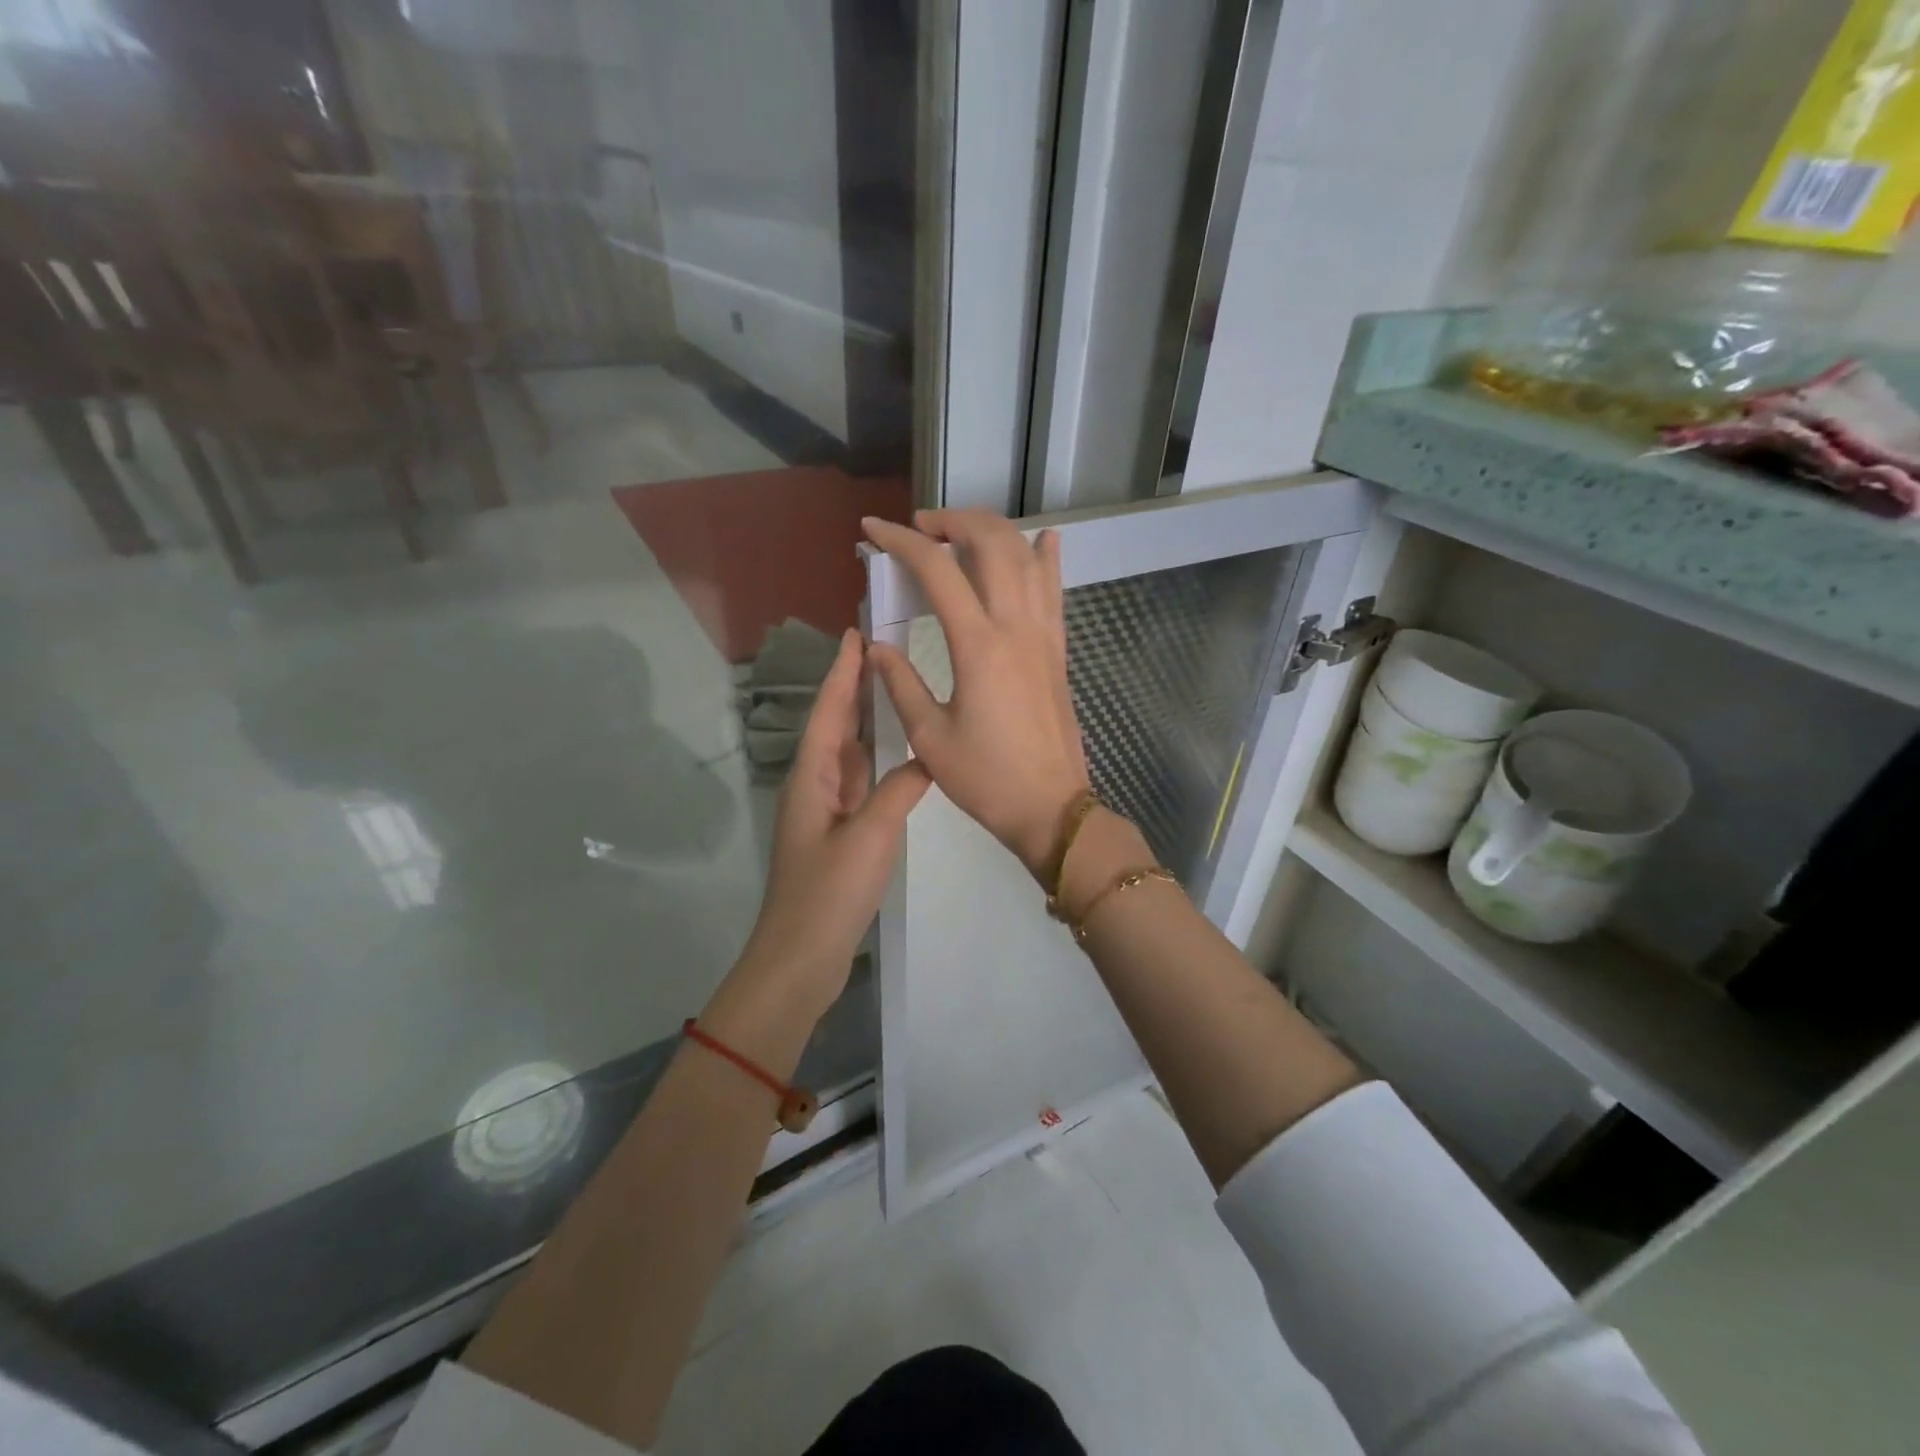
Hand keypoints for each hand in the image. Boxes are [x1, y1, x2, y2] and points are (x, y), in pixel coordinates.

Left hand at [736, 629, 929, 1007]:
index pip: (830, 712)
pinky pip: (860, 783)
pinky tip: (898, 755)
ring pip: (848, 754)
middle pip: (836, 726)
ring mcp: (826, 811)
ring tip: (893, 689)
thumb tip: (925, 761)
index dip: (842, 673)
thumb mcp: (870, 837)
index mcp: (812, 778)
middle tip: (881, 651)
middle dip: (854, 688)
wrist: (800, 957)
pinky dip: (877, 761)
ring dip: (866, 721)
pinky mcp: (839, 834)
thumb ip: (899, 791)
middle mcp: (815, 786)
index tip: (856, 633)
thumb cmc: (828, 893)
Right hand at [861, 510, 1090, 880]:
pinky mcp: (1059, 649)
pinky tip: (1045, 538)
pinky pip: (1056, 590)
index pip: (937, 570)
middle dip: (952, 521)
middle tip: (920, 527)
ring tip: (961, 532)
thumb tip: (875, 647)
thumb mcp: (930, 737)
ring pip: (1027, 557)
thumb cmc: (986, 779)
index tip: (872, 529)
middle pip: (991, 543)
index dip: (901, 540)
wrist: (1051, 807)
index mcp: (978, 645)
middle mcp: (1016, 626)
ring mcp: (1044, 634)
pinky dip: (1047, 558)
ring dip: (993, 531)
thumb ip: (900, 683)